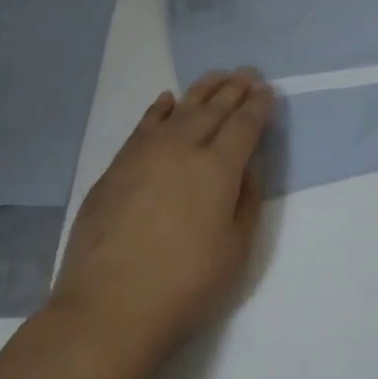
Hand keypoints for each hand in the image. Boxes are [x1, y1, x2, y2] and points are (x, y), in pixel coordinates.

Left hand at [50, 69, 274, 355]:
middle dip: (234, 90)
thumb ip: (246, 201)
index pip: (244, 126)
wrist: (110, 305)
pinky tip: (167, 100)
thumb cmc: (186, 285)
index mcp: (218, 168)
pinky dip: (159, 109)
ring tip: (216, 77)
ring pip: (179, 110)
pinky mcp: (117, 166)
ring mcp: (145, 153)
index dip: (258, 107)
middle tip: (247, 73)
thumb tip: (245, 167)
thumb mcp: (236, 250)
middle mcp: (182, 149)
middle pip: (213, 110)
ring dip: (201, 91)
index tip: (267, 91)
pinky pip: (143, 125)